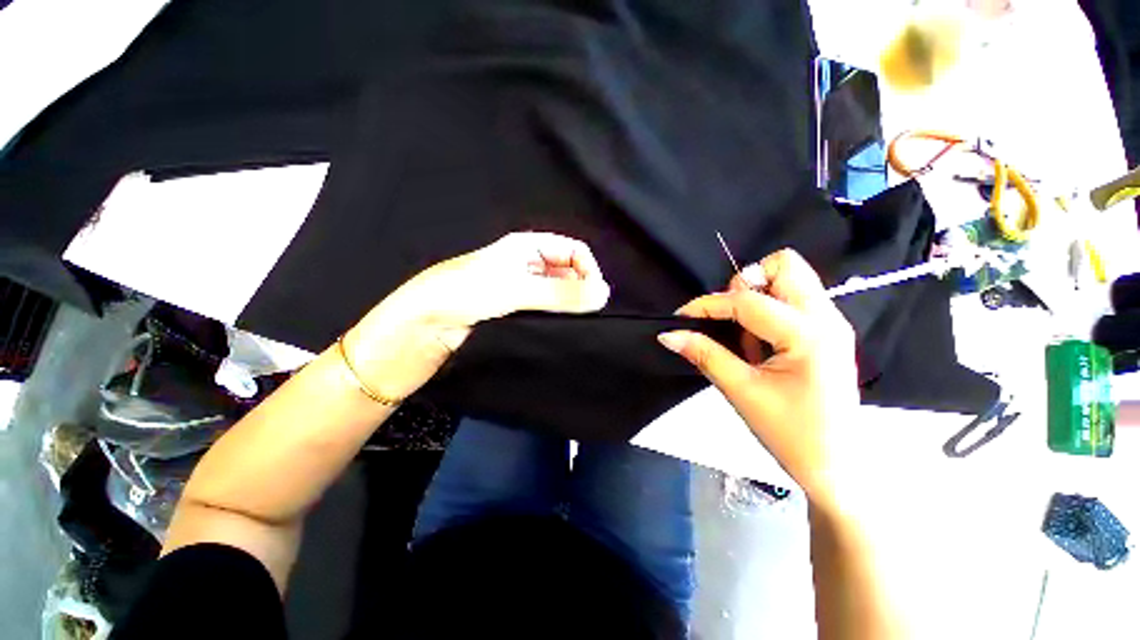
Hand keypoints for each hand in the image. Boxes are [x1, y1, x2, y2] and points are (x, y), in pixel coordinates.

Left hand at [341, 232, 609, 401]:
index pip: (574, 251)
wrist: (424, 326)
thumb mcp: (516, 289)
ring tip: (578, 324)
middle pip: (569, 273)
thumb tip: (604, 294)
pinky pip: (547, 312)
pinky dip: (558, 319)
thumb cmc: (466, 294)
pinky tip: (563, 330)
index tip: (595, 297)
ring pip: (559, 294)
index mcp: (528, 248)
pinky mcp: (519, 313)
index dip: (589, 270)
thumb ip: (561, 294)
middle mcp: (529, 266)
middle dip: (581, 289)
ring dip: (570, 306)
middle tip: (588, 314)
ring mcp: (524, 291)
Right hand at [658, 249, 858, 502]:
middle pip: (785, 265)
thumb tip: (668, 335)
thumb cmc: (791, 434)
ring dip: (758, 294)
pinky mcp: (827, 332)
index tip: (681, 316)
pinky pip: (793, 299)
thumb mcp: (741, 391)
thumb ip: (705, 355)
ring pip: (791, 278)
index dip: (707, 305)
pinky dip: (768, 308)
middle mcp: (826, 317)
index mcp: (808, 334)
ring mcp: (831, 322)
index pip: (747, 301)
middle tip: (728, 317)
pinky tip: (758, 341)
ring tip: (744, 334)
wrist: (838, 468)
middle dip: (746, 283)